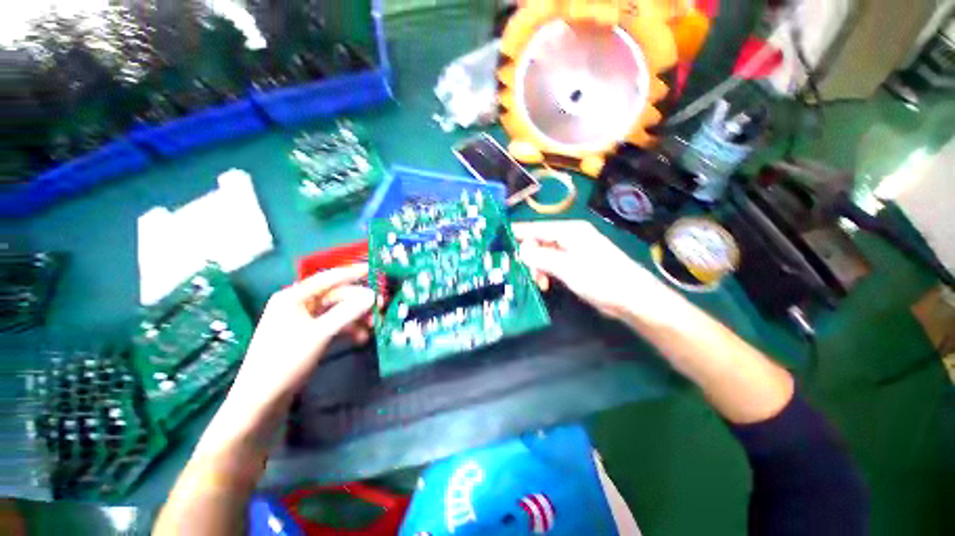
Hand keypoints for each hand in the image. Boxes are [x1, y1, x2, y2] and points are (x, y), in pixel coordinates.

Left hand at [227, 264, 374, 409]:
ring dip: (356, 317)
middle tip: (381, 307)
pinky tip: (361, 338)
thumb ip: (347, 312)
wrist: (261, 400)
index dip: (354, 272)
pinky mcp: (309, 334)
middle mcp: (299, 304)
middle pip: (337, 296)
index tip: (375, 270)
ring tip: (374, 326)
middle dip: (359, 301)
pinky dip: (348, 329)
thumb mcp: (320, 334)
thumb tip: (373, 295)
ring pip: (337, 311)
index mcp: (294, 296)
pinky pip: (334, 324)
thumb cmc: (285, 361)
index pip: (329, 278)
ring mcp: (304, 320)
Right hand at [513, 220, 666, 319]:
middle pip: (539, 241)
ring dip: (537, 267)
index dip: (518, 233)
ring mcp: (573, 250)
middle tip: (525, 273)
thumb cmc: (601, 279)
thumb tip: (520, 250)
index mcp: (570, 231)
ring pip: (544, 254)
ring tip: (539, 283)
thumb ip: (541, 257)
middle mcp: (570, 237)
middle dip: (530, 257)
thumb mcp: (567, 268)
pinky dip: (546, 272)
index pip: (537, 228)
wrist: (631, 298)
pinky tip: (545, 284)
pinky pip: (552, 263)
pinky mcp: (575, 264)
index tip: (500, 240)